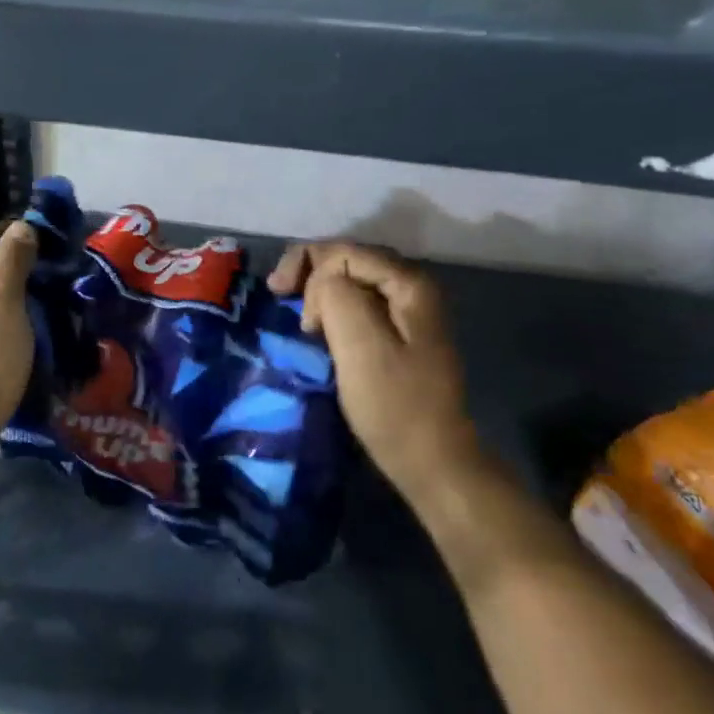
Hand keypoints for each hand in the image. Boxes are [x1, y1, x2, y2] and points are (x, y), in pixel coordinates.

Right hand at [269, 242, 479, 499]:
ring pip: (352, 280)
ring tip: (298, 315)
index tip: (284, 301)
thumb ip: (336, 295)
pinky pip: (359, 303)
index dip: (308, 266)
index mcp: (409, 284)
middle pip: (349, 258)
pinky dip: (332, 307)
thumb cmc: (395, 405)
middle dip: (310, 271)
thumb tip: (321, 281)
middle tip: (279, 293)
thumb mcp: (359, 345)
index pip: (344, 250)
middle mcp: (414, 288)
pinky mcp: (401, 335)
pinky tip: (319, 326)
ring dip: (319, 290)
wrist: (434, 463)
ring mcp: (410, 312)